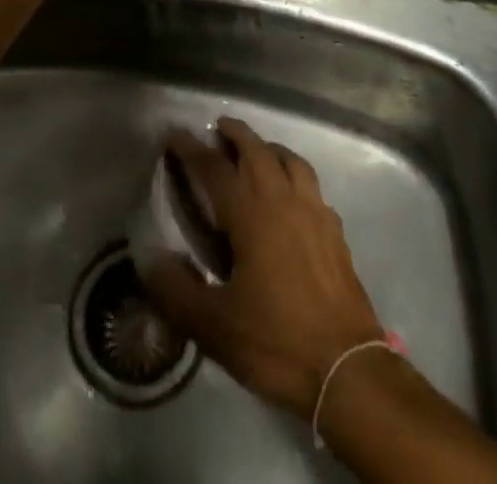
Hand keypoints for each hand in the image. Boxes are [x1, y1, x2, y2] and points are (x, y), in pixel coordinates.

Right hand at [137, 117, 384, 417]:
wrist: (348, 369)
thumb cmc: (277, 342)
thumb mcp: (215, 327)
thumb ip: (176, 290)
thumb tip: (148, 258)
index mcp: (251, 214)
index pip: (214, 168)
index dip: (192, 149)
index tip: (175, 134)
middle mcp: (283, 200)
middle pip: (257, 150)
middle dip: (236, 134)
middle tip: (219, 128)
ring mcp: (314, 212)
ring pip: (290, 160)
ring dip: (269, 148)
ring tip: (256, 151)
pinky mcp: (334, 231)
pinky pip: (312, 185)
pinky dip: (295, 175)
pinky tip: (292, 194)